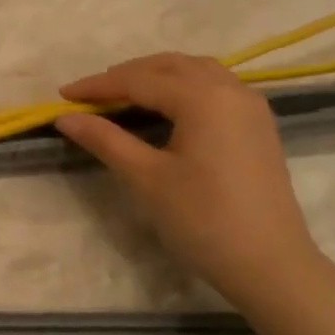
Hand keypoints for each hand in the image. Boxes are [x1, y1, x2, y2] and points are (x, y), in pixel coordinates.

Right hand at [55, 53, 322, 306]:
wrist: (272, 267)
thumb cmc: (203, 220)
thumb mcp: (146, 178)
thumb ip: (104, 139)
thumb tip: (65, 117)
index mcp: (203, 97)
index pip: (138, 80)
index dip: (97, 86)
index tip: (62, 96)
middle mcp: (230, 89)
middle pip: (168, 67)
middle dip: (126, 75)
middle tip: (90, 95)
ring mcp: (250, 106)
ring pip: (195, 71)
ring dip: (156, 75)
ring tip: (124, 94)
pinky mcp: (259, 125)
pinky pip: (215, 86)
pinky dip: (183, 85)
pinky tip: (167, 106)